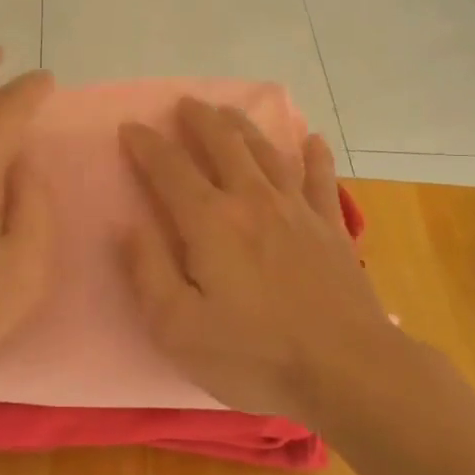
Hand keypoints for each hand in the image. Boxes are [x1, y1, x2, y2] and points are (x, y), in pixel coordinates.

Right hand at [119, 100, 408, 423]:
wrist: (348, 371)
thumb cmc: (254, 356)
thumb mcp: (178, 328)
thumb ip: (148, 271)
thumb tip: (126, 226)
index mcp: (210, 222)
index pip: (169, 169)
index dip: (146, 145)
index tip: (130, 127)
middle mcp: (252, 201)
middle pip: (223, 144)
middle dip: (199, 119)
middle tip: (185, 103)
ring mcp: (298, 210)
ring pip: (266, 152)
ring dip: (243, 127)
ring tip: (229, 112)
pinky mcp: (332, 227)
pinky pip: (321, 178)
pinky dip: (315, 155)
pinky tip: (312, 140)